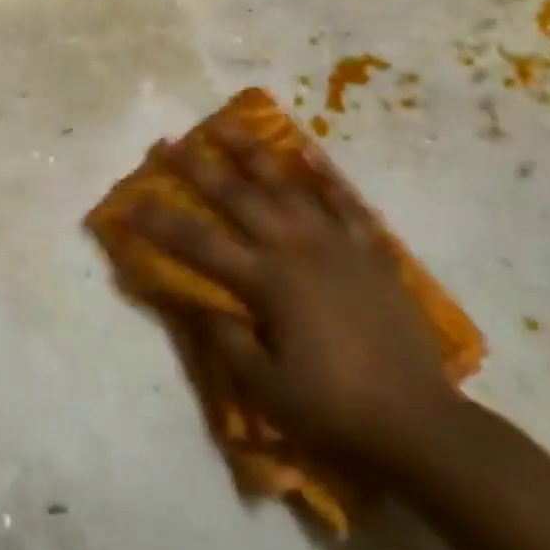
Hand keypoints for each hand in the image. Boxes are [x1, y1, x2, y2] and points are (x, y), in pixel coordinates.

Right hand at [124, 129, 460, 473]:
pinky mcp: (369, 251)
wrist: (420, 423)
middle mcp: (297, 248)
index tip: (129, 204)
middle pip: (238, 197)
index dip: (159, 223)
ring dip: (252, 154)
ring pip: (287, 185)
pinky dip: (324, 177)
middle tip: (168, 143)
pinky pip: (344, 202)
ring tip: (227, 126)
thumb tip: (197, 302)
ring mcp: (337, 243)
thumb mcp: (267, 388)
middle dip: (197, 168)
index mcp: (268, 281)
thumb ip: (227, 339)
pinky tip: (307, 155)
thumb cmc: (335, 409)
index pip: (199, 243)